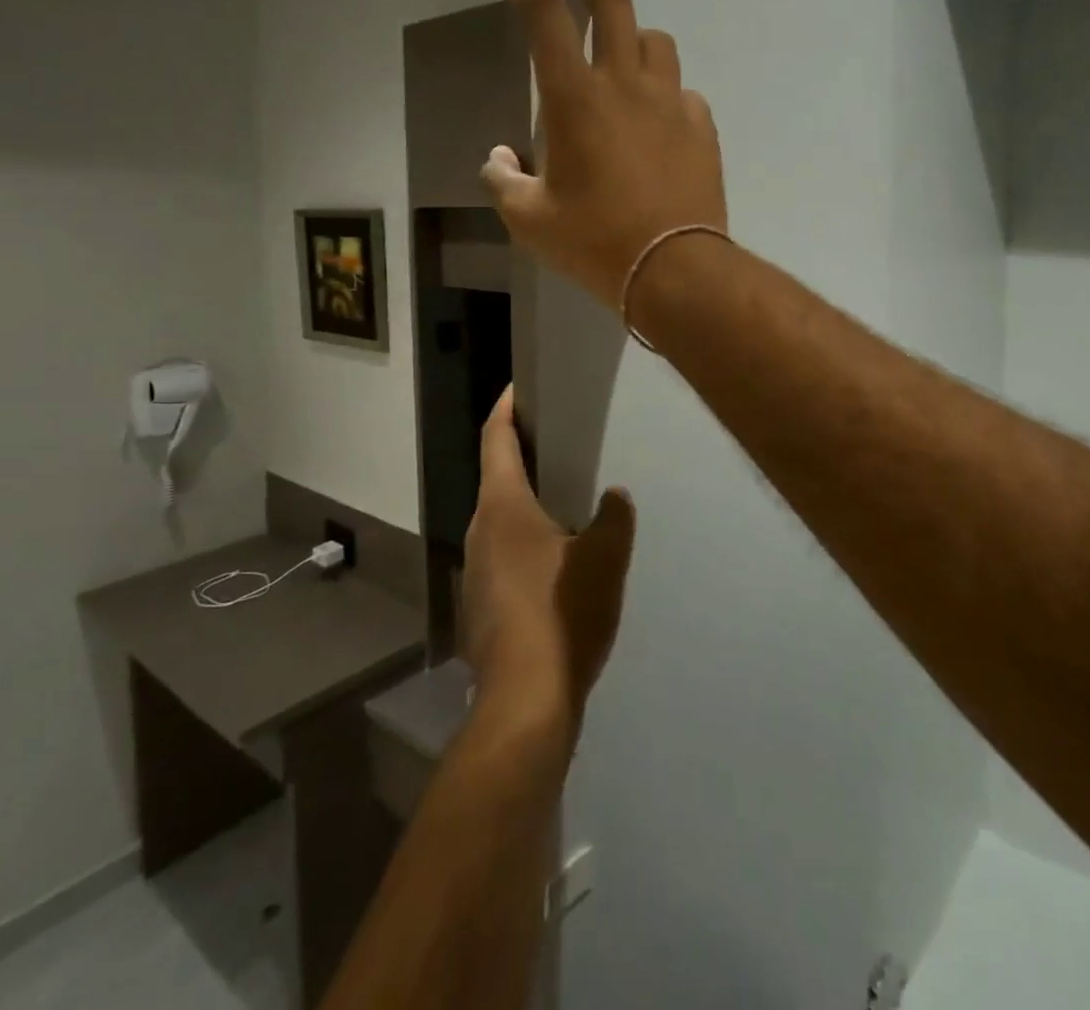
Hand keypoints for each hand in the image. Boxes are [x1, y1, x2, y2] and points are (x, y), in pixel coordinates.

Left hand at [461, 387, 635, 729]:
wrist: (525, 700)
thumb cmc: (561, 613)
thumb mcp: (603, 558)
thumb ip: (614, 518)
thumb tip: (614, 497)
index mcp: (503, 506)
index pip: (496, 439)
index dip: (504, 409)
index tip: (515, 388)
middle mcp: (480, 530)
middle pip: (496, 478)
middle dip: (521, 456)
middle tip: (558, 444)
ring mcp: (475, 570)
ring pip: (499, 520)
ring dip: (525, 504)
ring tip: (564, 501)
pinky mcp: (481, 604)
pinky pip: (502, 555)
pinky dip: (524, 543)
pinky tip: (555, 563)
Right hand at [482, 0, 727, 310]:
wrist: (670, 268)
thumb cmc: (592, 241)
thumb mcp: (528, 220)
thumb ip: (503, 180)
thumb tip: (500, 157)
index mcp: (574, 99)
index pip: (547, 20)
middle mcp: (625, 85)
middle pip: (614, 8)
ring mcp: (670, 104)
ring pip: (657, 43)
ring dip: (637, 35)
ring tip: (627, 48)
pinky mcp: (702, 128)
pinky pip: (684, 92)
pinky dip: (667, 92)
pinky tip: (661, 113)